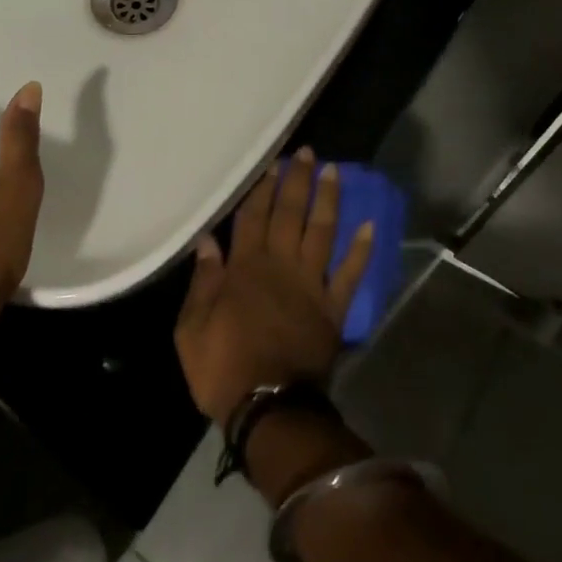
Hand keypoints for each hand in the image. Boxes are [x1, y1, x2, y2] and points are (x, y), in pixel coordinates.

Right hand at [175, 149, 375, 427]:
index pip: (254, 216)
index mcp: (245, 267)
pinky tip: (370, 225)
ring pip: (321, 232)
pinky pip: (349, 274)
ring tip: (333, 171)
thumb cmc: (223, 369)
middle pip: (290, 213)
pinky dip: (361, 250)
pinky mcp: (332, 308)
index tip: (272, 161)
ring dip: (328, 200)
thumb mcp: (191, 329)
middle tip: (307, 152)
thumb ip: (202, 282)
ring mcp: (310, 285)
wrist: (268, 410)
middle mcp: (280, 265)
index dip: (263, 187)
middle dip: (298, 180)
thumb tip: (207, 240)